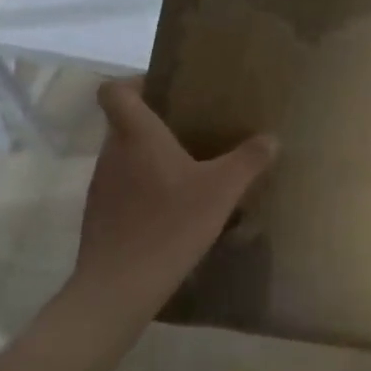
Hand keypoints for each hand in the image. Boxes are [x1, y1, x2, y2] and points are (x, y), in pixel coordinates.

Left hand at [69, 79, 277, 320]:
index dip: (134, 83)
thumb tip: (271, 138)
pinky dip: (144, 191)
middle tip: (193, 132)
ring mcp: (101, 187)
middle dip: (155, 124)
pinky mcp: (99, 218)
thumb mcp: (222, 190)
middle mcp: (112, 154)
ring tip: (188, 173)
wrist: (119, 287)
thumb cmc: (170, 224)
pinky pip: (123, 189)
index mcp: (136, 135)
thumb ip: (248, 160)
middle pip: (124, 124)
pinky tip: (172, 212)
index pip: (114, 91)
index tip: (164, 91)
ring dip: (150, 160)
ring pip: (125, 158)